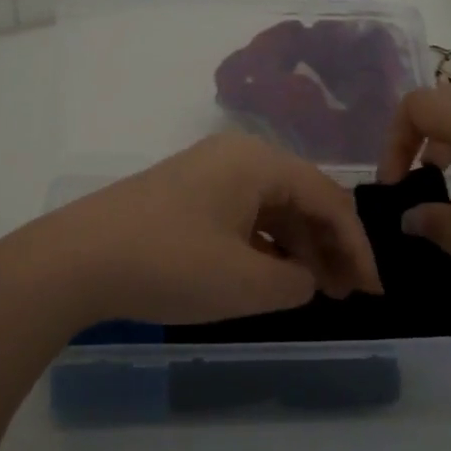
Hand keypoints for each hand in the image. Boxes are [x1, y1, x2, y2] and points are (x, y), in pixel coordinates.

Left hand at [0, 134, 381, 333]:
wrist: (75, 260)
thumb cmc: (170, 264)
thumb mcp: (245, 282)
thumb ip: (294, 280)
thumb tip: (305, 277)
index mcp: (258, 162)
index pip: (328, 199)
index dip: (358, 247)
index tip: (374, 292)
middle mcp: (235, 156)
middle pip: (300, 198)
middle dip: (329, 247)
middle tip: (348, 295)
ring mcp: (206, 173)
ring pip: (270, 208)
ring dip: (296, 248)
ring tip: (314, 291)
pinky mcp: (184, 195)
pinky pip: (240, 215)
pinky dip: (262, 245)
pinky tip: (270, 276)